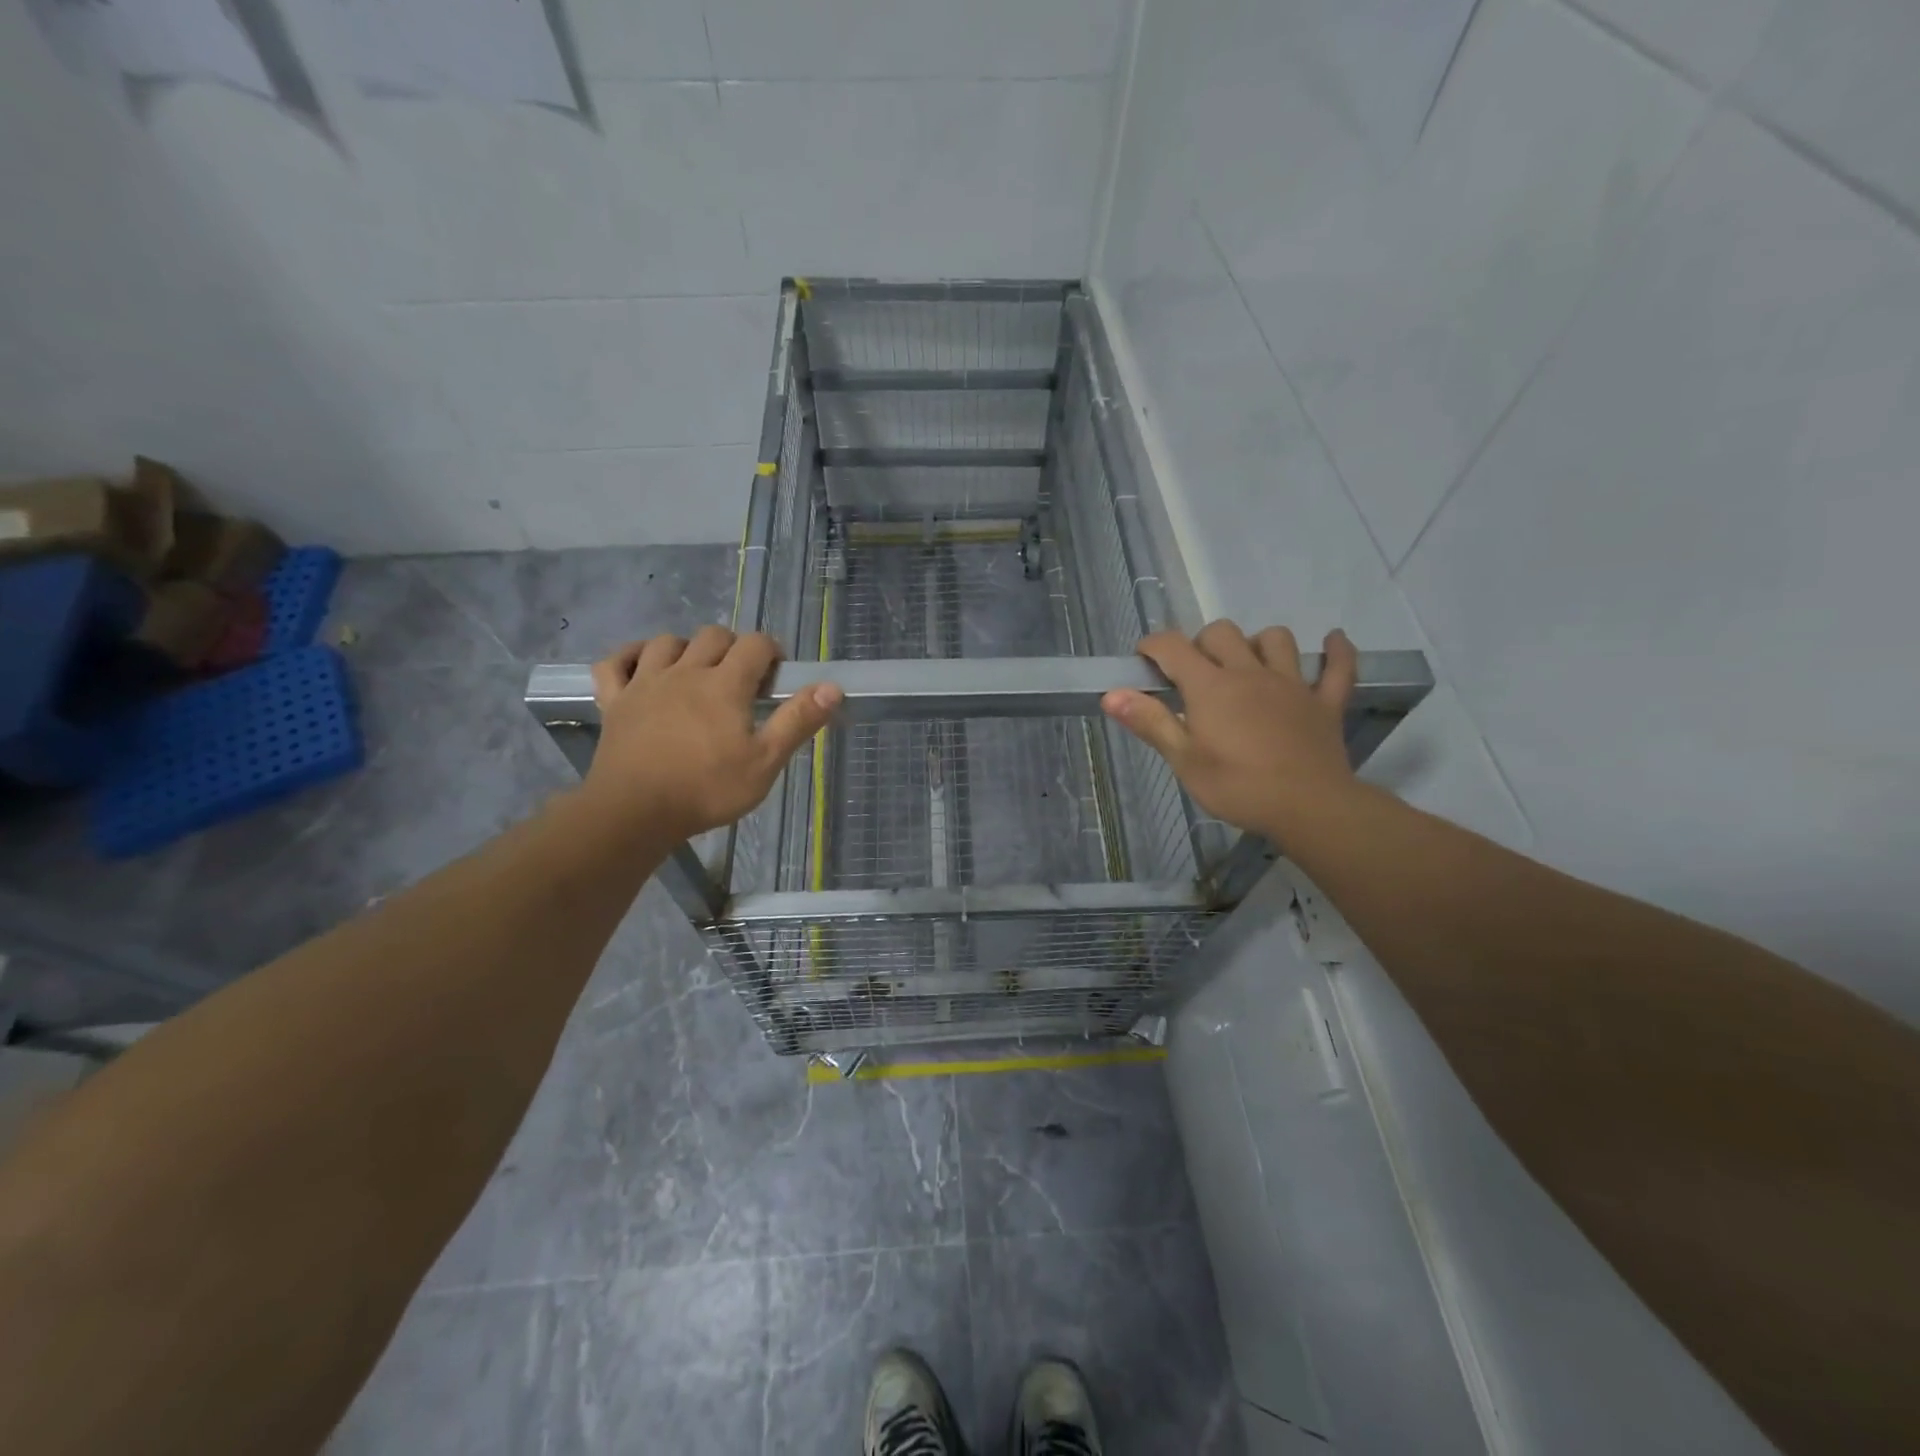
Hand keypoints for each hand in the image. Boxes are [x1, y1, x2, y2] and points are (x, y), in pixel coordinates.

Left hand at [586, 627, 841, 841]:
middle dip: (732, 648)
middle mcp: (685, 671)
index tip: (777, 676)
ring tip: (696, 674)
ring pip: (666, 642)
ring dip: (686, 649)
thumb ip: (797, 721)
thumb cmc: (707, 789)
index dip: (771, 651)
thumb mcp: (765, 762)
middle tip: (741, 680)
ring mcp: (644, 683)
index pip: (755, 644)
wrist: (634, 812)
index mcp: (725, 684)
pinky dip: (629, 657)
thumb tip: (831, 687)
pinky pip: (614, 663)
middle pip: (712, 636)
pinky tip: (641, 667)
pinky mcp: (614, 701)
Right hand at [1102, 620, 1358, 840]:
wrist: (1309, 808)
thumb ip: (1150, 722)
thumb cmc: (1238, 787)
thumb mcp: (1185, 761)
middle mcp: (1250, 673)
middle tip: (1192, 674)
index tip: (1143, 659)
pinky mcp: (1324, 703)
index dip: (1153, 645)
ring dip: (1257, 643)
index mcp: (1211, 687)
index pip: (1173, 646)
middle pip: (1222, 633)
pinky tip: (1333, 641)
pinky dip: (1336, 652)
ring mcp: (1292, 684)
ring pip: (1275, 639)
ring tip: (1247, 664)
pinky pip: (1338, 668)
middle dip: (1200, 643)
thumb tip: (1111, 694)